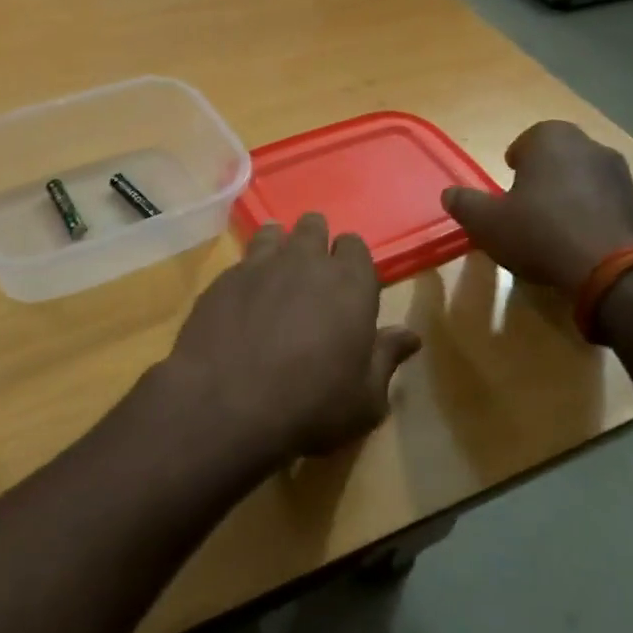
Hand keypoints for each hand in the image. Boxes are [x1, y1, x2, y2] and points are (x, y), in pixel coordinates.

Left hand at [159, 213, 420, 468]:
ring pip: (274, 233)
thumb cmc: (311, 406)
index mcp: (349, 283)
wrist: (226, 405)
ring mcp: (259, 265)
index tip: (348, 286)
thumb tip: (410, 335)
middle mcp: (305, 261)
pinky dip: (247, 275)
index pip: (355, 245)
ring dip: (279, 247)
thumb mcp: (365, 399)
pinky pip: (241, 262)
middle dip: (316, 241)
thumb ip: (386, 358)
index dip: (351, 261)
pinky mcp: (222, 279)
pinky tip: (242, 302)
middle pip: (314, 226)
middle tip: (312, 275)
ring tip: (276, 277)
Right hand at [441, 121, 632, 291]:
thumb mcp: (487, 222)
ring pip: (583, 179)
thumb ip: (465, 204)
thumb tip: (449, 195)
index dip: (515, 163)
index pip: (527, 140)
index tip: (507, 186)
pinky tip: (578, 244)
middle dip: (542, 177)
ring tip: (551, 229)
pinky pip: (604, 203)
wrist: (615, 270)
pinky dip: (591, 216)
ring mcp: (621, 175)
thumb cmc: (541, 232)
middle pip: (557, 158)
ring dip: (568, 196)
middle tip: (525, 207)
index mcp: (552, 139)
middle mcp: (590, 146)